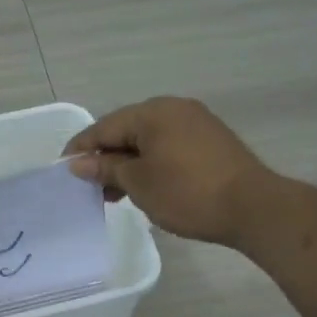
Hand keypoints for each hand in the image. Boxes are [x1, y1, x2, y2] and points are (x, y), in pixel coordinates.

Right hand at [63, 97, 274, 246]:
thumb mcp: (138, 183)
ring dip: (128, 164)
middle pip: (126, 131)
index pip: (103, 127)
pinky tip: (145, 187)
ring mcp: (195, 123)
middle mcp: (173, 109)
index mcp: (152, 112)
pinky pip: (168, 146)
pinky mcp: (210, 141)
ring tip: (115, 194)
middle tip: (90, 188)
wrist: (253, 207)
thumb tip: (77, 163)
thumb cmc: (187, 193)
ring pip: (148, 140)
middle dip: (105, 159)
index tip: (63, 171)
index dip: (80, 149)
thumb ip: (106, 169)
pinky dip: (151, 164)